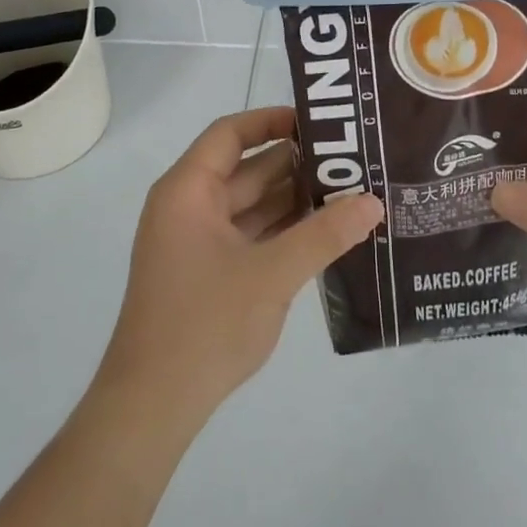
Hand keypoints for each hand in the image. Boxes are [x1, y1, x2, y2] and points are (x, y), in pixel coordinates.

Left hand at [97, 107, 382, 425]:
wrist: (152, 406)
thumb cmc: (205, 324)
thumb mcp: (272, 274)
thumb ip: (325, 235)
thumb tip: (373, 202)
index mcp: (188, 191)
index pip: (230, 134)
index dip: (272, 120)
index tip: (319, 123)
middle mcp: (190, 207)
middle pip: (247, 169)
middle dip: (298, 164)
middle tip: (353, 158)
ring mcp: (198, 242)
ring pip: (252, 205)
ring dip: (295, 200)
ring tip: (351, 190)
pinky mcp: (209, 272)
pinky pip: (251, 235)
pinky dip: (284, 231)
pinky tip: (327, 232)